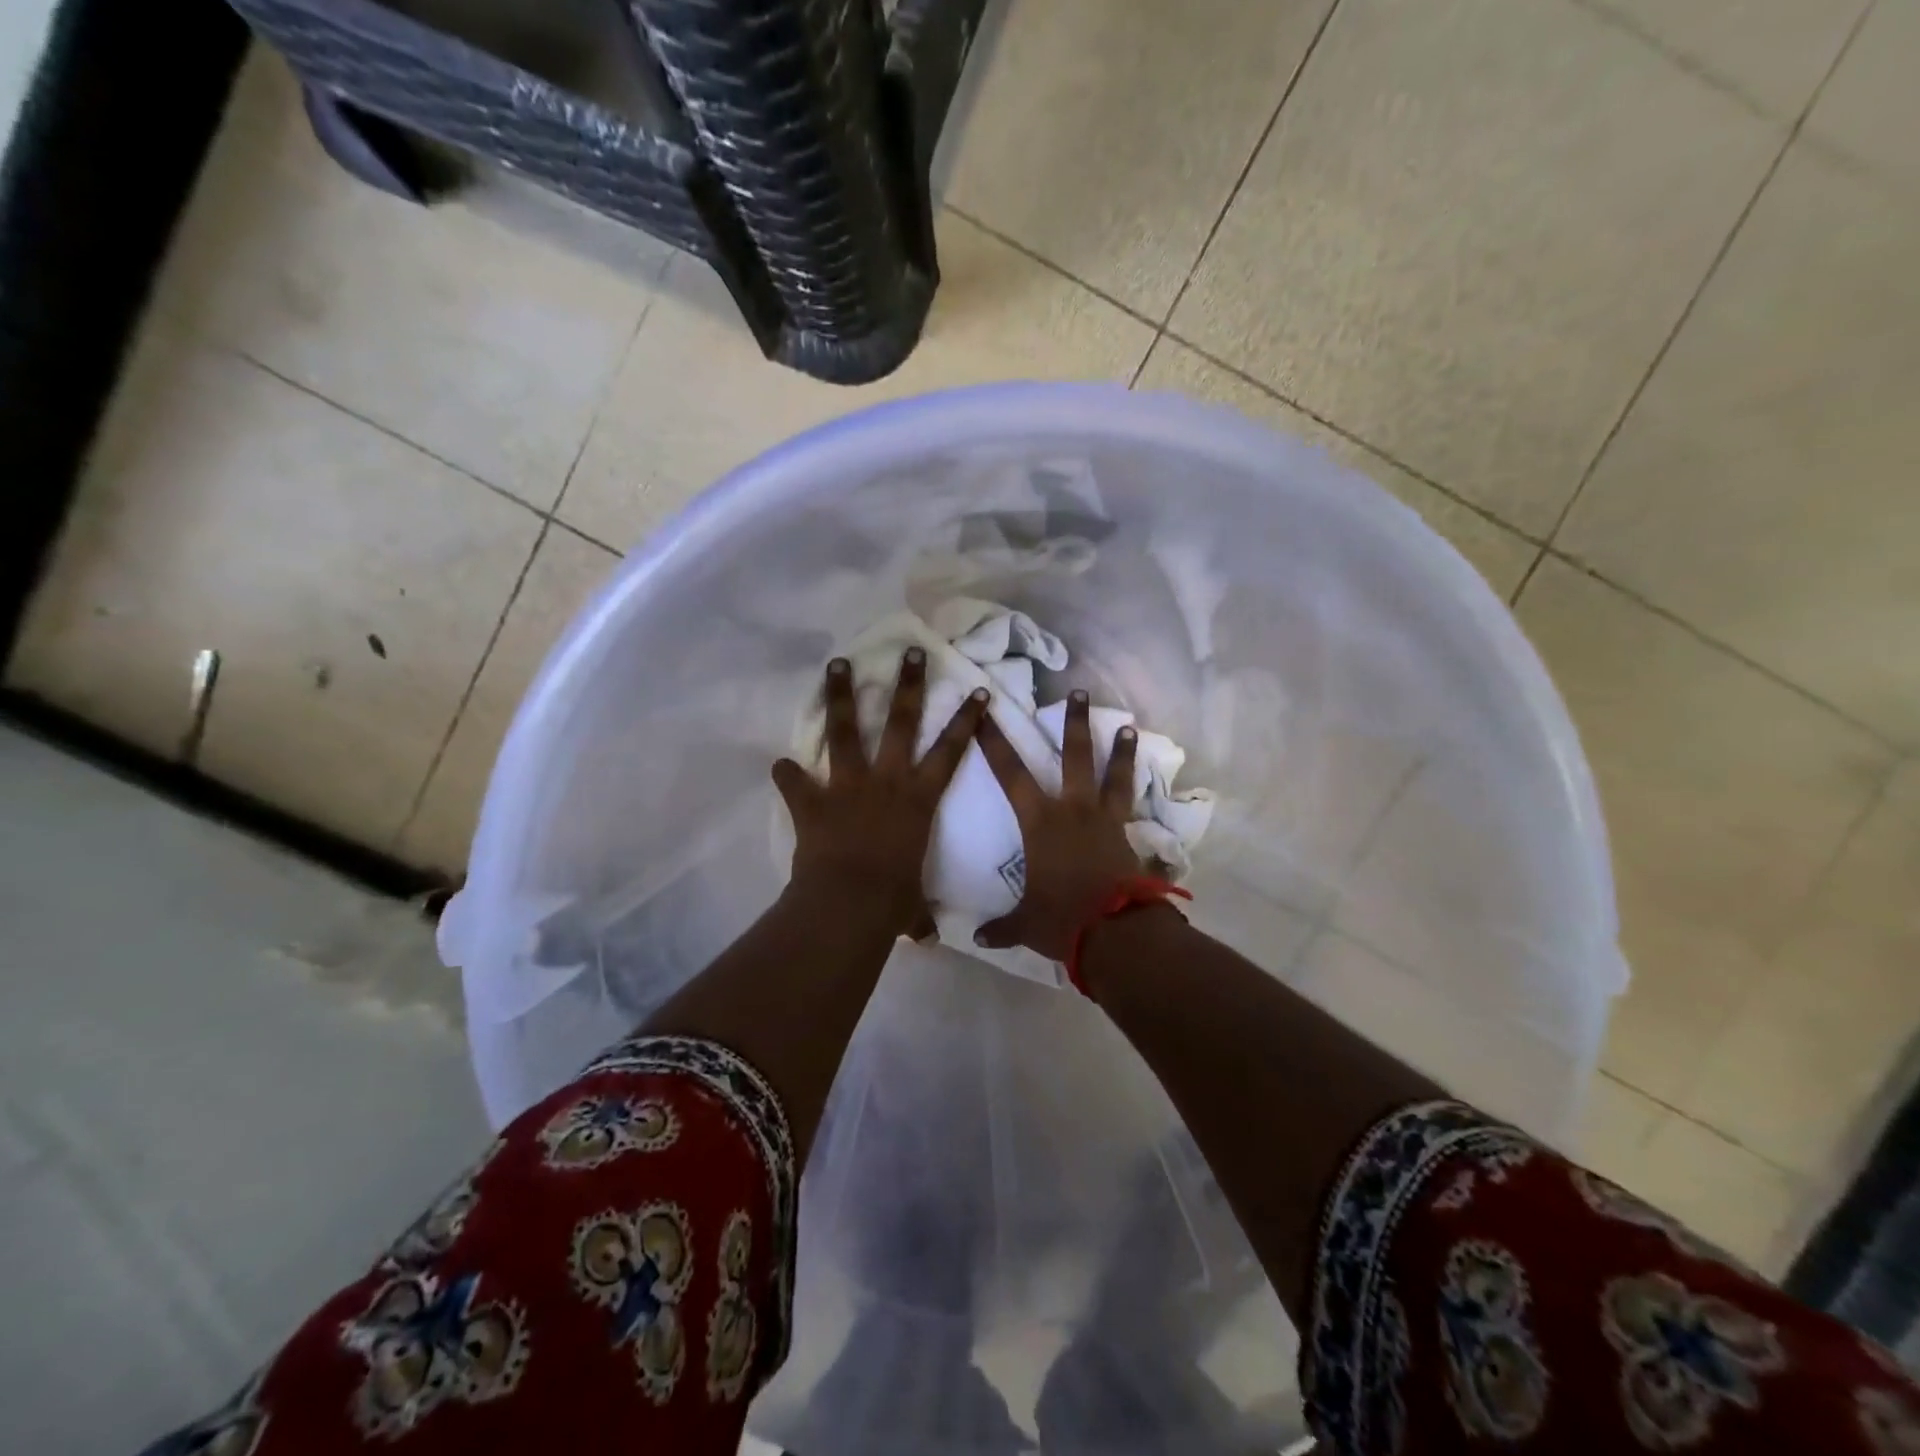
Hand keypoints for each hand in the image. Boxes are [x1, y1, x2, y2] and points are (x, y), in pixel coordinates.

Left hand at [772, 649, 987, 938]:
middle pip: (900, 722)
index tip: (978, 691)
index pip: (951, 751)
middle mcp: (887, 780)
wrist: (850, 904)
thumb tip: (926, 936)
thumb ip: (917, 913)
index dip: (966, 721)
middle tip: (911, 652)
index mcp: (919, 799)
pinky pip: (795, 781)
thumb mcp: (912, 906)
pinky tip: (778, 763)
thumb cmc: (893, 901)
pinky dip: (787, 774)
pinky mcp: (814, 800)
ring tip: (837, 663)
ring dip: (841, 695)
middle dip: (907, 684)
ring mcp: (848, 785)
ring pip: (845, 730)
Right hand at [972, 689, 1143, 959]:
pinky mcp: (1127, 836)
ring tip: (1128, 727)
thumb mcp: (1025, 924)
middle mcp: (1073, 810)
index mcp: (1039, 822)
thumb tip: (978, 939)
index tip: (987, 713)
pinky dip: (1138, 795)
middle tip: (1078, 692)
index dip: (995, 743)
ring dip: (1119, 750)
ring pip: (1112, 775)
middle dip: (1073, 722)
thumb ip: (1002, 926)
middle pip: (1073, 756)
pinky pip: (1132, 807)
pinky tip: (1145, 785)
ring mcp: (1104, 820)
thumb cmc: (1061, 919)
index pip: (1010, 773)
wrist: (1114, 931)